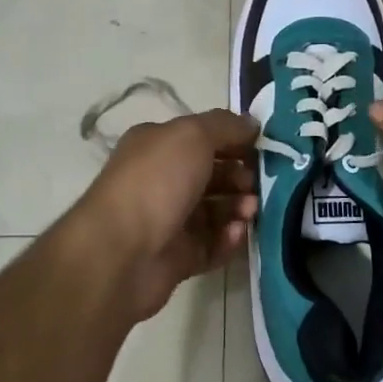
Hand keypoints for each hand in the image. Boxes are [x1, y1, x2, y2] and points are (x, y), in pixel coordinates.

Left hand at [70, 109, 258, 321]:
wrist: (120, 253)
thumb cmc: (156, 182)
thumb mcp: (192, 136)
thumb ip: (225, 126)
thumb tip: (251, 123)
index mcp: (157, 146)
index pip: (201, 137)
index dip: (233, 140)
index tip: (262, 147)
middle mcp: (160, 180)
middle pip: (211, 175)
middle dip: (239, 177)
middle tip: (257, 185)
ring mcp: (167, 221)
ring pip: (214, 211)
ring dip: (237, 208)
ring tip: (250, 211)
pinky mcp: (176, 258)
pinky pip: (210, 245)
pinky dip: (227, 239)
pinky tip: (235, 234)